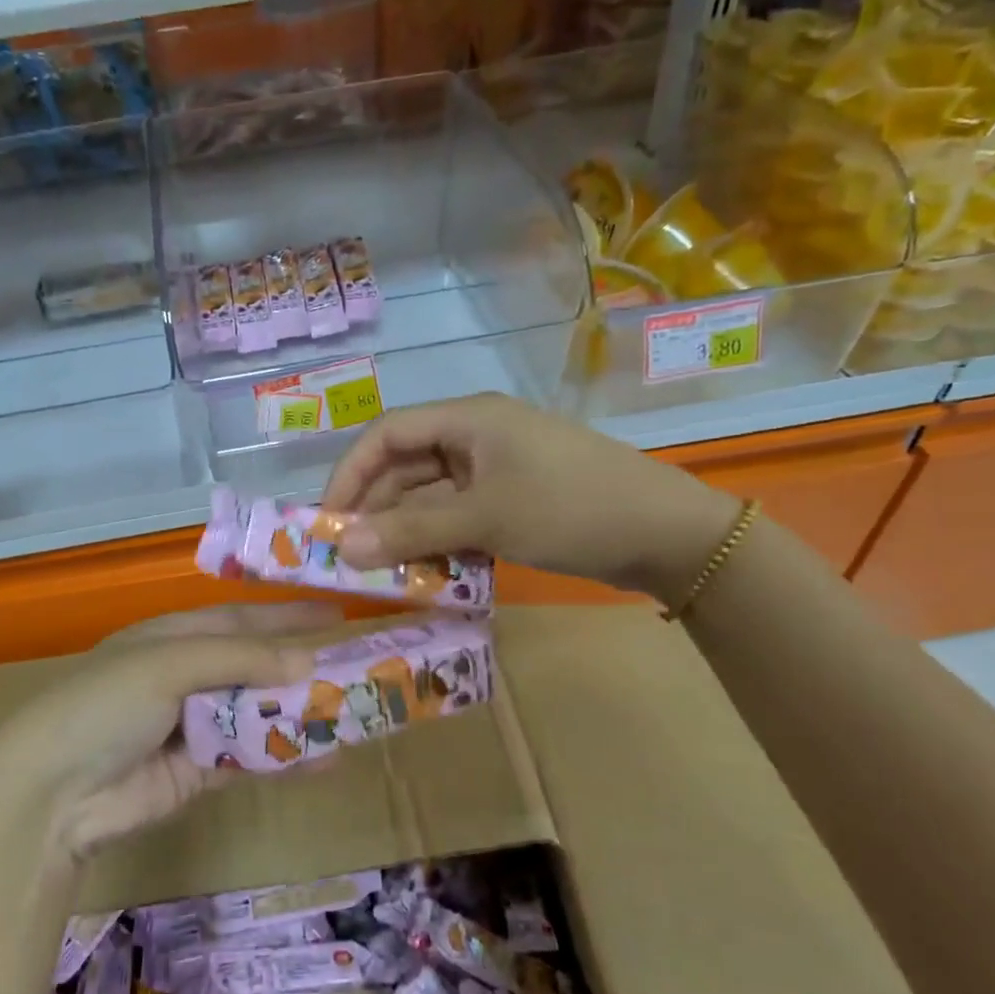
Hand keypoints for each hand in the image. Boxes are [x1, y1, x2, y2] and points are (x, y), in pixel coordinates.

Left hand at [0, 603, 336, 858]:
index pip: (241, 619)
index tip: (336, 615)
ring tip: (354, 710)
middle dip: (301, 665)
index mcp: (173, 637)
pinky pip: (251, 757)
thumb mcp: (169, 663)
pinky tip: (325, 756)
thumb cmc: (106, 703)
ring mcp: (193, 725)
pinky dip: (286, 756)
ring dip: (300, 712)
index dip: (286, 616)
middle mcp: (185, 675)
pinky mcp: (199, 772)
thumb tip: (307, 661)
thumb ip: (239, 659)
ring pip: (258, 712)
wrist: (52, 793)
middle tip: (358, 665)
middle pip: (255, 665)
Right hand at [320, 393, 737, 600]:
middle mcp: (475, 437)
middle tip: (352, 557)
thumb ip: (412, 532)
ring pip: (431, 496)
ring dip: (407, 531)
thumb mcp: (485, 518)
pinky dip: (440, 542)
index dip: (350, 472)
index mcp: (467, 419)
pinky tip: (429, 573)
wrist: (667, 534)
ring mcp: (496, 470)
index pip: (386, 434)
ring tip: (386, 573)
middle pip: (406, 467)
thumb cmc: (569, 507)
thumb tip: (344, 549)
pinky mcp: (512, 500)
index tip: (327, 519)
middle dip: (377, 510)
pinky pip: (459, 516)